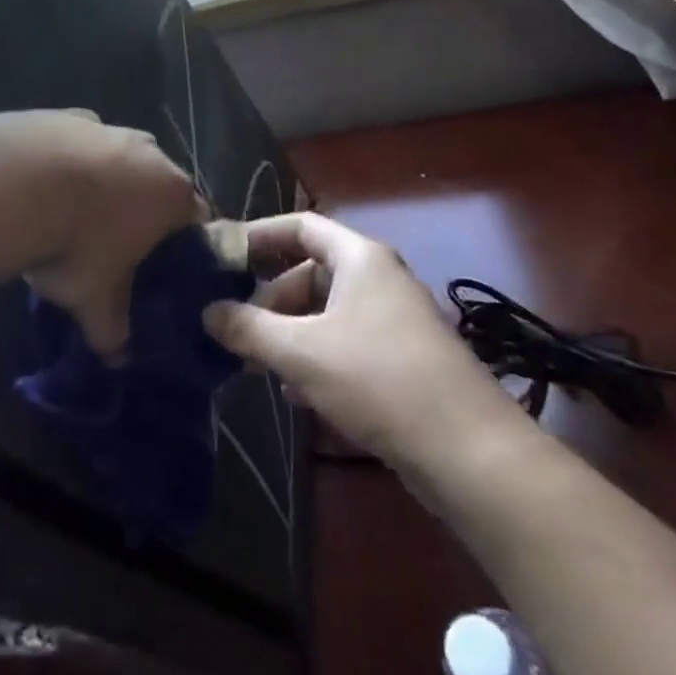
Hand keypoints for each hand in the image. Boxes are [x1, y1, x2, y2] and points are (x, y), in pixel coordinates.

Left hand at [0, 110, 200, 361]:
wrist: (13, 184)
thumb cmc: (75, 244)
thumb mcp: (95, 301)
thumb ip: (114, 332)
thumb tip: (119, 359)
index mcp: (172, 194)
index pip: (198, 220)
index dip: (182, 246)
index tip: (161, 267)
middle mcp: (150, 152)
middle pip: (159, 185)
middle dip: (142, 211)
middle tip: (113, 244)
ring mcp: (107, 128)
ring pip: (118, 159)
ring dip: (104, 182)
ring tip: (71, 214)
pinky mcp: (66, 115)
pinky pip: (78, 143)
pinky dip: (69, 161)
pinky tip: (42, 185)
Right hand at [205, 212, 536, 473]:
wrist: (467, 449)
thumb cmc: (377, 379)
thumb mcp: (300, 352)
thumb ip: (248, 328)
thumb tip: (208, 312)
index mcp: (360, 258)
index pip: (301, 225)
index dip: (260, 235)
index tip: (222, 257)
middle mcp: (379, 279)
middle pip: (311, 272)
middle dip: (270, 300)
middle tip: (237, 332)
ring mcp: (394, 319)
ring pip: (327, 313)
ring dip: (290, 334)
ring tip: (259, 367)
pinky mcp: (402, 358)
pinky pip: (346, 343)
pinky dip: (317, 357)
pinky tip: (299, 395)